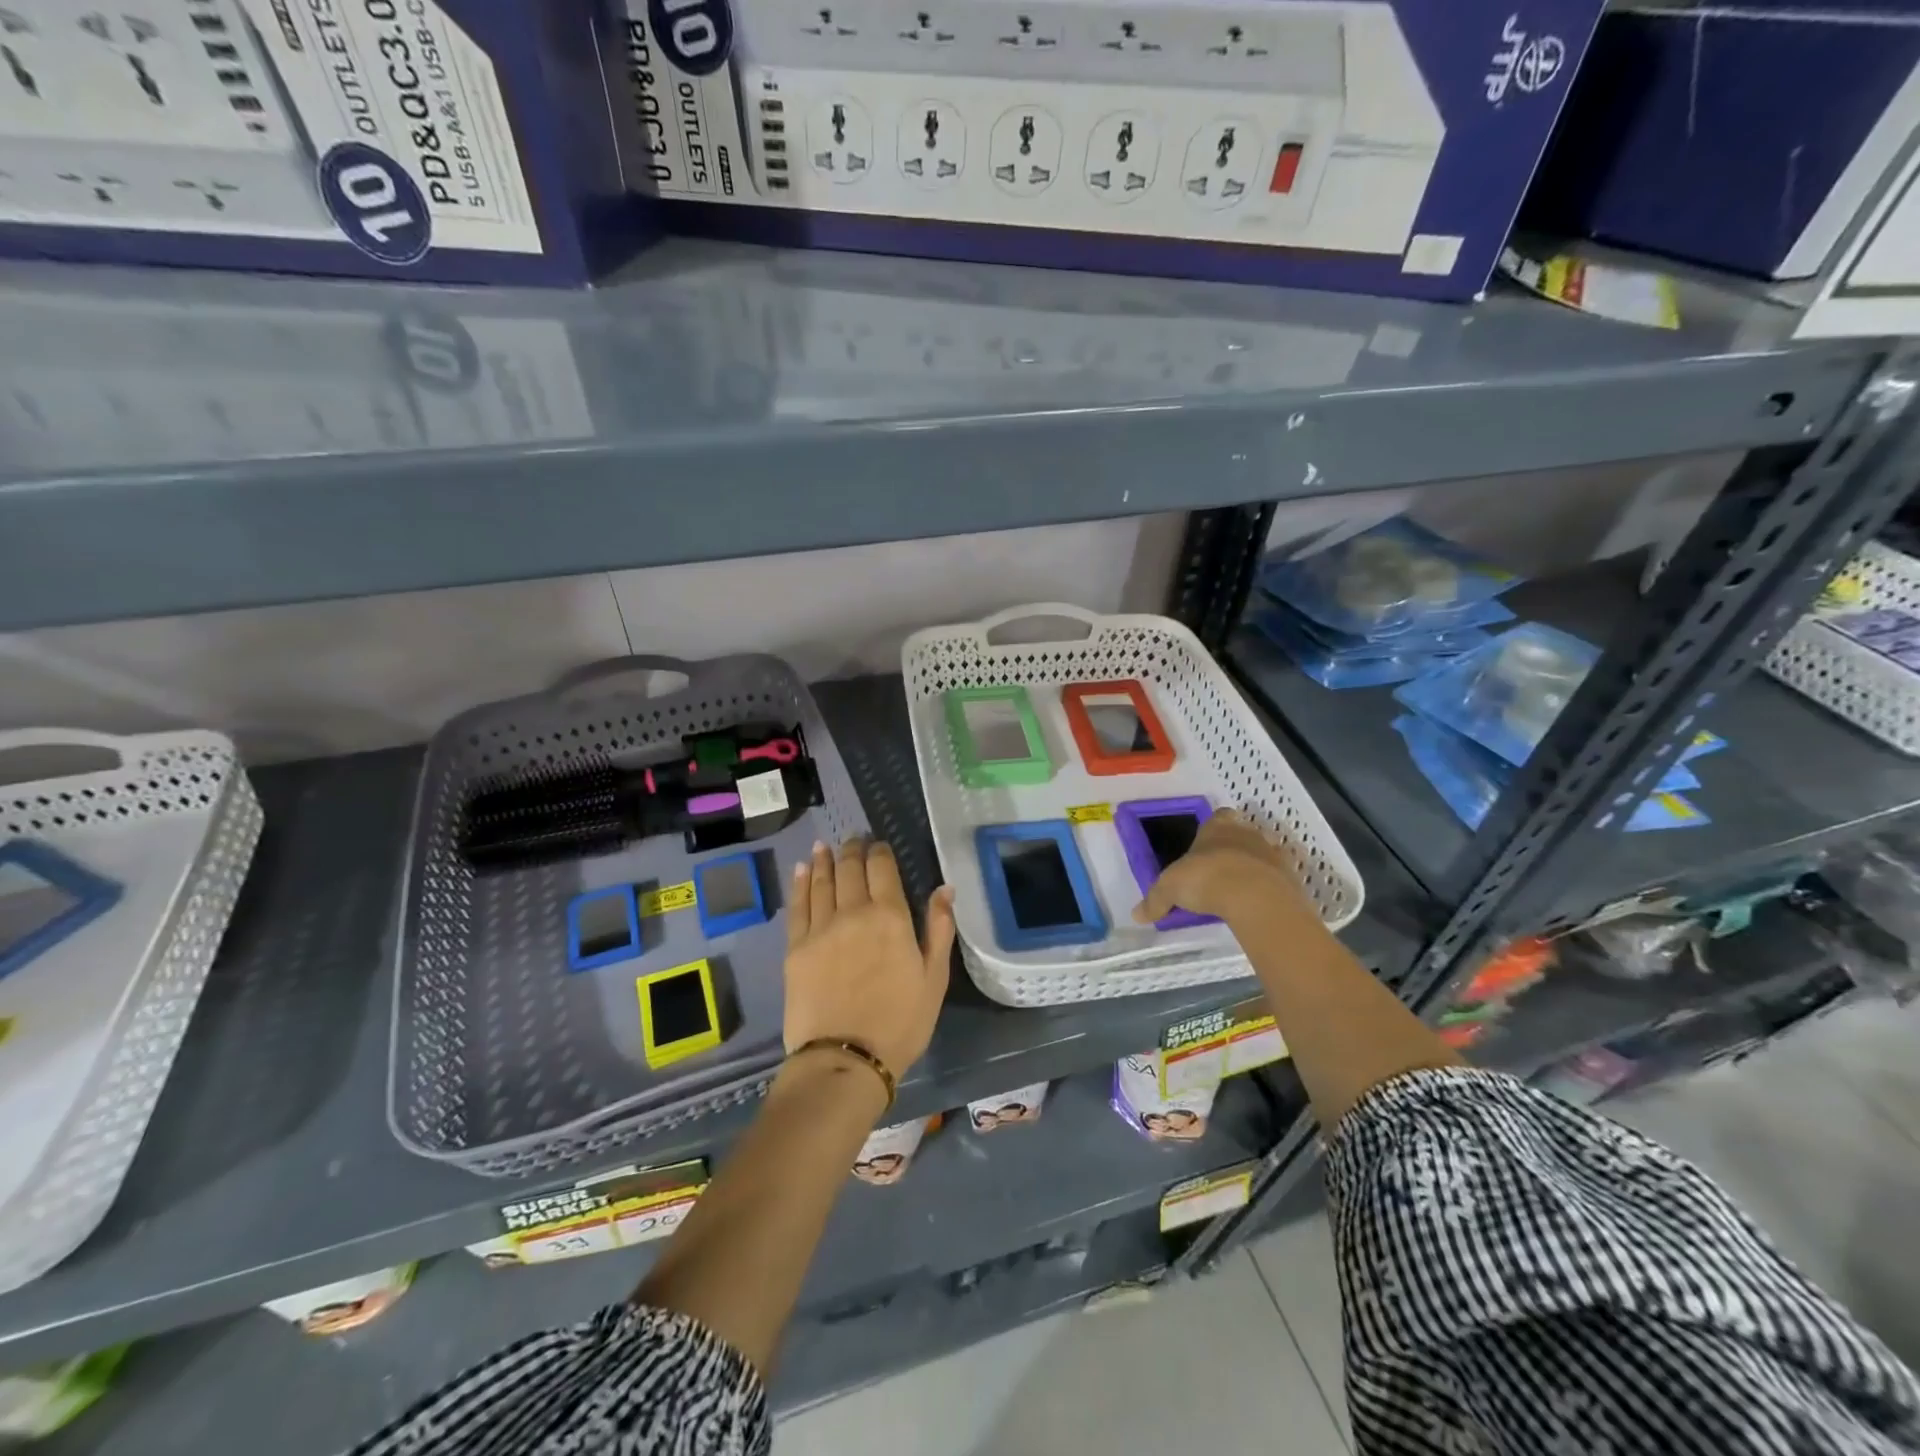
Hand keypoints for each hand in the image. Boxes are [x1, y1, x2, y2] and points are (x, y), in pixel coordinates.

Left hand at [785, 838, 954, 1079]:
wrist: (845, 1060)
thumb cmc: (900, 1023)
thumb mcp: (934, 978)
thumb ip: (939, 929)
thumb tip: (945, 888)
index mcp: (890, 916)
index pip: (882, 868)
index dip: (879, 851)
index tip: (878, 845)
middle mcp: (853, 911)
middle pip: (849, 868)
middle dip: (852, 850)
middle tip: (853, 840)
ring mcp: (820, 928)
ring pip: (821, 881)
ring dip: (825, 859)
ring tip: (826, 846)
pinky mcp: (795, 947)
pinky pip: (797, 905)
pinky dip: (801, 882)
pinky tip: (803, 869)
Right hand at [1132, 809, 1322, 930]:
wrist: (1255, 897)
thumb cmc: (1207, 878)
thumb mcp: (1170, 889)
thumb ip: (1155, 900)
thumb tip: (1136, 915)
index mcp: (1217, 826)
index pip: (1218, 816)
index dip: (1213, 829)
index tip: (1205, 846)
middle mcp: (1247, 833)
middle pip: (1242, 833)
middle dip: (1233, 848)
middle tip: (1219, 870)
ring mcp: (1273, 853)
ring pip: (1263, 854)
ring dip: (1254, 867)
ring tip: (1240, 889)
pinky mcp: (1291, 877)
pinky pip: (1278, 878)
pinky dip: (1270, 887)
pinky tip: (1257, 904)